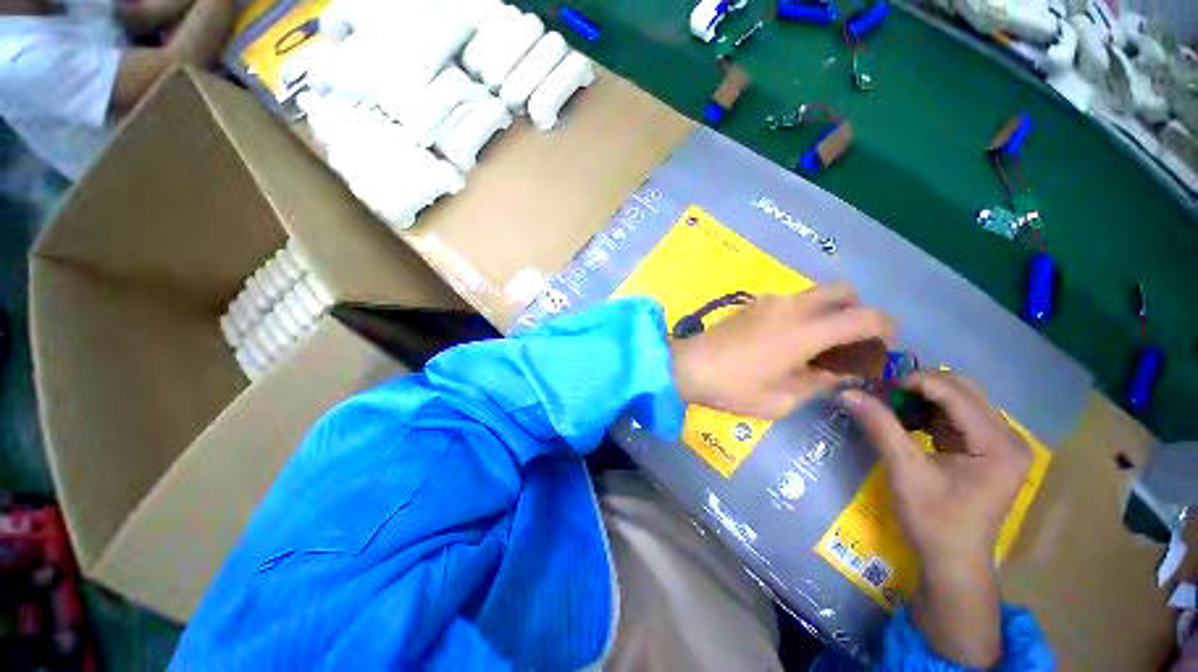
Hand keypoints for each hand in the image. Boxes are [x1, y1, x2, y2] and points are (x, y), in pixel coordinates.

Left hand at [671, 285, 893, 419]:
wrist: (687, 366)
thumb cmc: (733, 387)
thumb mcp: (782, 399)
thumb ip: (818, 383)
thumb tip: (840, 373)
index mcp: (805, 331)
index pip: (864, 317)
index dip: (884, 329)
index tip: (882, 348)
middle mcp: (792, 307)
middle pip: (843, 290)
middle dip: (857, 310)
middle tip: (850, 341)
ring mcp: (769, 301)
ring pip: (815, 293)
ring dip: (829, 311)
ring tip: (818, 345)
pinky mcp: (752, 303)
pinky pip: (791, 301)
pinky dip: (804, 312)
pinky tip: (789, 340)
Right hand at [843, 371, 1030, 562]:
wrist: (952, 560)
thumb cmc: (933, 521)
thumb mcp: (904, 471)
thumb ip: (880, 427)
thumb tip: (847, 392)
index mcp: (997, 445)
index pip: (956, 392)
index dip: (915, 382)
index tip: (879, 389)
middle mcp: (1009, 437)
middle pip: (964, 389)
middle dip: (921, 386)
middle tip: (886, 396)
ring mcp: (1002, 443)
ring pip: (962, 398)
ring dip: (925, 397)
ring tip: (893, 408)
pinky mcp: (990, 449)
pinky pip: (960, 415)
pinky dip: (931, 411)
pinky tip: (910, 423)